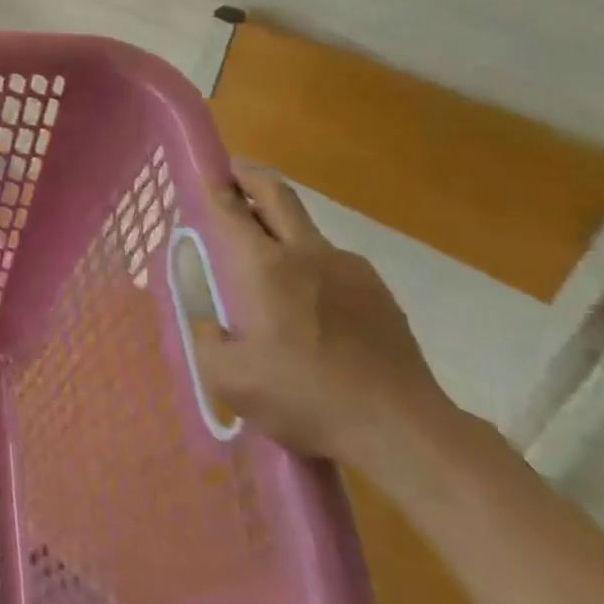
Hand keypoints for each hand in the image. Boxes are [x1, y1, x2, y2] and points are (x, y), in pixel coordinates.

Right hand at [193, 167, 459, 467]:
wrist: (403, 429)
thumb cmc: (305, 397)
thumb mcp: (229, 380)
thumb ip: (207, 343)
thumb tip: (210, 325)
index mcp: (262, 266)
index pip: (228, 208)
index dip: (210, 185)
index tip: (199, 173)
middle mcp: (304, 253)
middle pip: (276, 193)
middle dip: (250, 176)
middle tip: (232, 175)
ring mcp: (349, 269)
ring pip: (307, 230)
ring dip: (282, 227)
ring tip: (268, 260)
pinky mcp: (379, 292)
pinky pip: (335, 263)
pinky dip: (313, 265)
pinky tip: (312, 305)